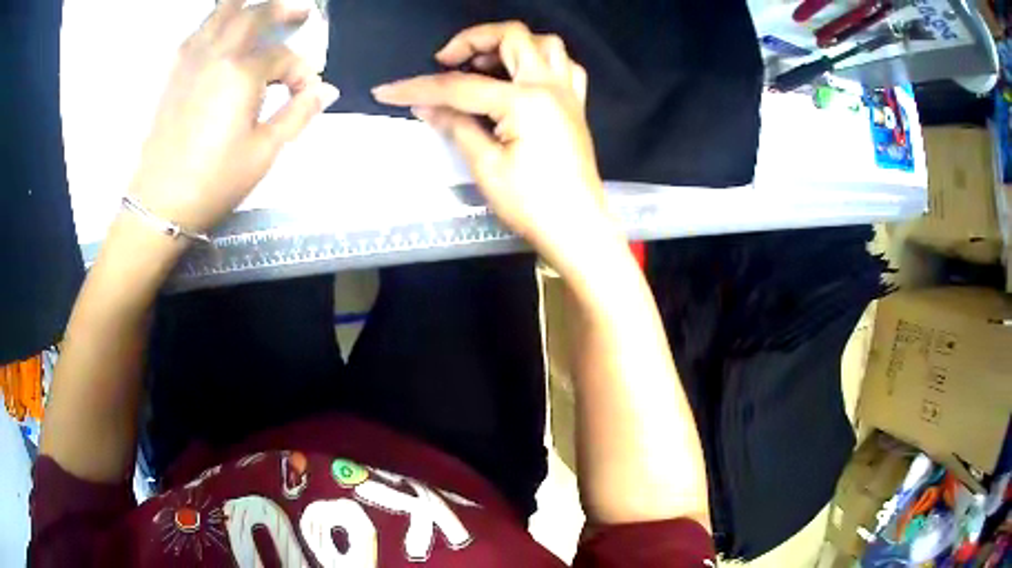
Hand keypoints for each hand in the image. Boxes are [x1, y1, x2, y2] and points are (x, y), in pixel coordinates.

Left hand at [128, 0, 339, 233]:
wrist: (158, 205)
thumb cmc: (214, 181)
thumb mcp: (264, 152)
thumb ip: (298, 113)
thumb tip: (326, 90)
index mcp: (241, 72)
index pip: (282, 57)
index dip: (300, 71)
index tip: (306, 92)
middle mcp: (216, 54)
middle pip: (253, 14)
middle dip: (282, 9)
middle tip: (301, 11)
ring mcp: (190, 60)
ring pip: (220, 14)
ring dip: (244, 7)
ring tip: (259, 10)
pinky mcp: (173, 73)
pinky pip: (198, 32)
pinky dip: (215, 24)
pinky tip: (223, 32)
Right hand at [372, 22, 616, 272]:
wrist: (577, 228)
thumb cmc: (532, 204)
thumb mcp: (486, 167)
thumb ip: (456, 126)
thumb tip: (425, 106)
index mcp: (524, 101)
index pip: (460, 86)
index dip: (418, 87)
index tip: (387, 91)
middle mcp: (550, 86)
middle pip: (512, 36)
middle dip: (471, 40)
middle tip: (446, 62)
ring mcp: (568, 93)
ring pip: (544, 44)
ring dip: (510, 44)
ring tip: (484, 64)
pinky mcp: (576, 106)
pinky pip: (564, 66)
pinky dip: (541, 61)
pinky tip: (522, 77)